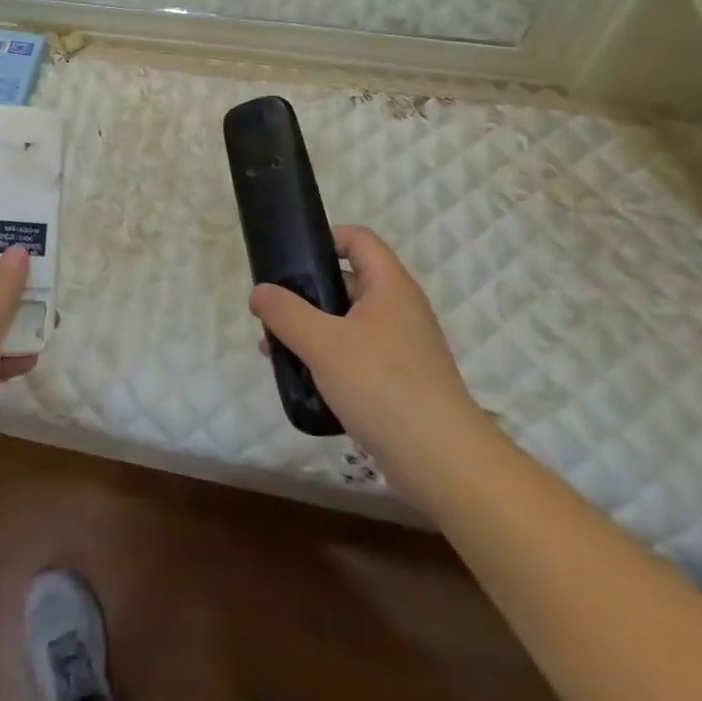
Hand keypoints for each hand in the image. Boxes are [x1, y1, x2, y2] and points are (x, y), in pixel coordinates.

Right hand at [250, 226, 491, 498]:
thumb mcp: (324, 343)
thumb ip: (286, 313)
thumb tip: (259, 292)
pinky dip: (327, 359)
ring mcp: (400, 347)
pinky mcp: (397, 381)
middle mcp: (399, 309)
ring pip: (347, 322)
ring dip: (311, 329)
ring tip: (275, 347)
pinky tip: (300, 379)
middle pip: (347, 281)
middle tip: (272, 309)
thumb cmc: (383, 386)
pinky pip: (355, 355)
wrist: (441, 462)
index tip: (290, 256)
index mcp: (389, 286)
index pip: (358, 240)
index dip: (325, 238)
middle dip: (306, 292)